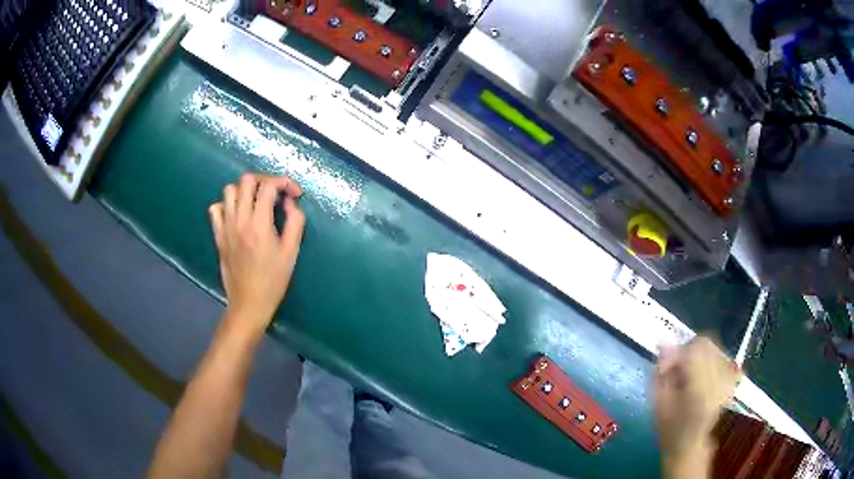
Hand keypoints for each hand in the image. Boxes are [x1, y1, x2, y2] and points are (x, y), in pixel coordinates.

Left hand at [208, 173, 305, 337]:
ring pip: (229, 190)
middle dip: (264, 180)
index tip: (294, 193)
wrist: (249, 303)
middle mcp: (240, 220)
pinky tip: (237, 214)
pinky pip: (216, 209)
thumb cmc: (273, 280)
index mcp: (260, 224)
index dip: (284, 183)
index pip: (269, 186)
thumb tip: (290, 203)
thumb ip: (295, 222)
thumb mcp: (291, 252)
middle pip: (246, 180)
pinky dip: (226, 205)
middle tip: (275, 192)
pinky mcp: (218, 235)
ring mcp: (225, 226)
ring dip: (244, 190)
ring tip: (256, 202)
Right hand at [655, 337, 738, 475]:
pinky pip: (723, 358)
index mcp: (699, 390)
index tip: (665, 367)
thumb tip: (664, 343)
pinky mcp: (730, 382)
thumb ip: (661, 372)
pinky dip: (711, 359)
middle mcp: (717, 382)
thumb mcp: (658, 403)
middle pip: (706, 345)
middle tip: (676, 367)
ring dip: (699, 354)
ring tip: (689, 372)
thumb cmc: (669, 428)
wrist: (688, 445)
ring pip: (714, 349)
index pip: (693, 350)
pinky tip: (703, 372)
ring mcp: (726, 381)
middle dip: (688, 350)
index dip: (676, 353)